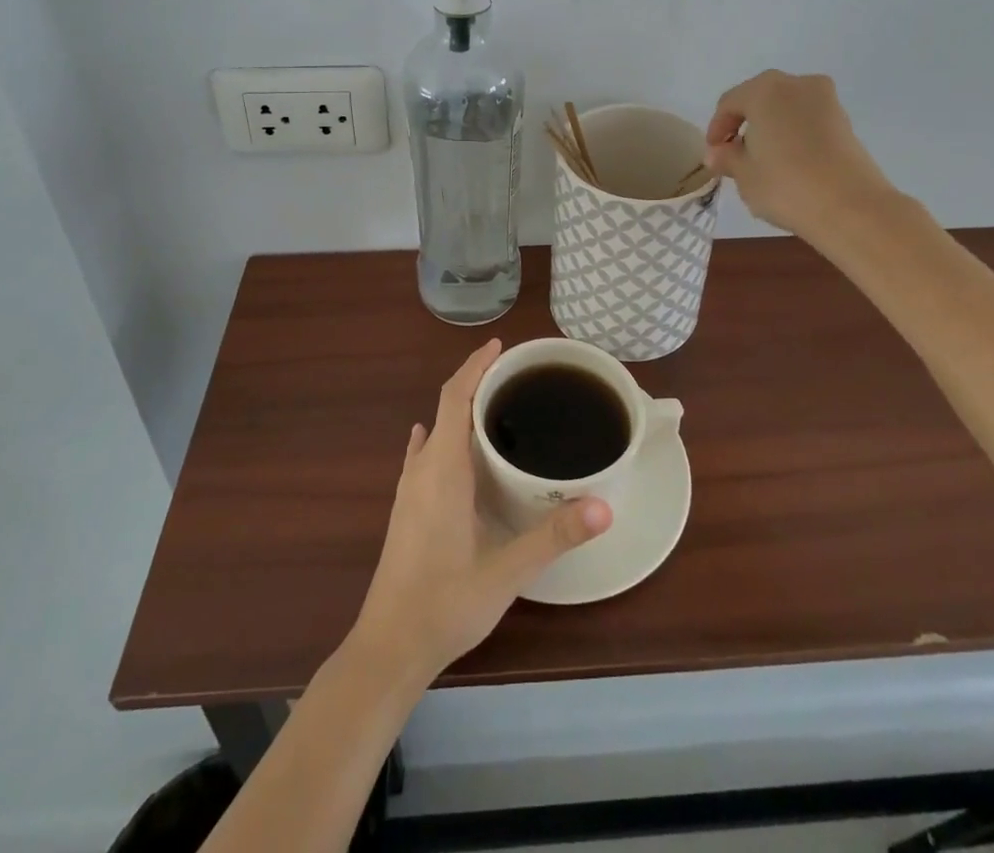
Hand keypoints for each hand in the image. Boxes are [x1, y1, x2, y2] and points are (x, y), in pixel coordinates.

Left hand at [350, 340, 612, 683]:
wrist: (388, 648)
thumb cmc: (445, 603)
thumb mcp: (506, 571)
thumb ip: (554, 536)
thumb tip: (605, 506)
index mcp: (442, 469)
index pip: (454, 397)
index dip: (475, 366)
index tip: (500, 346)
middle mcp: (422, 470)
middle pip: (446, 408)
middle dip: (476, 383)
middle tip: (516, 377)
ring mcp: (410, 491)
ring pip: (434, 432)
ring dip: (460, 410)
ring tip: (495, 406)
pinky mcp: (407, 510)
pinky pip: (424, 456)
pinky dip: (441, 437)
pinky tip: (445, 445)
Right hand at [704, 70, 899, 238]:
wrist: (851, 208)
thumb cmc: (786, 185)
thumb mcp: (744, 175)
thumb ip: (727, 158)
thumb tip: (717, 153)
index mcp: (764, 90)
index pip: (730, 103)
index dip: (717, 128)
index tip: (714, 153)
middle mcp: (796, 84)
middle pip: (760, 99)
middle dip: (745, 123)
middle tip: (735, 153)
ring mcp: (826, 101)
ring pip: (786, 108)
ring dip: (771, 128)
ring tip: (763, 160)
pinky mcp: (845, 122)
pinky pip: (808, 121)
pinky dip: (794, 135)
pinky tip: (789, 163)